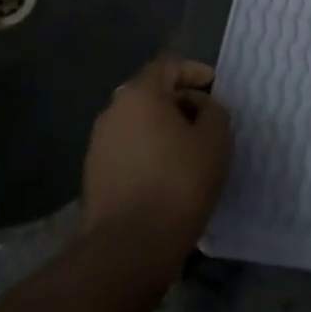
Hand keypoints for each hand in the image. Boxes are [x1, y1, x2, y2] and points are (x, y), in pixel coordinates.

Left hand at [80, 57, 230, 259]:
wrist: (130, 245)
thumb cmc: (179, 182)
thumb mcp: (214, 140)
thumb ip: (214, 112)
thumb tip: (203, 107)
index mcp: (139, 95)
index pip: (168, 66)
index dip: (195, 72)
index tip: (216, 88)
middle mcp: (112, 112)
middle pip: (150, 93)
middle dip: (181, 101)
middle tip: (208, 120)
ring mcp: (98, 144)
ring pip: (138, 123)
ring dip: (164, 128)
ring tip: (192, 150)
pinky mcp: (94, 174)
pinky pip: (129, 148)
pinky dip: (150, 151)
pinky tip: (170, 173)